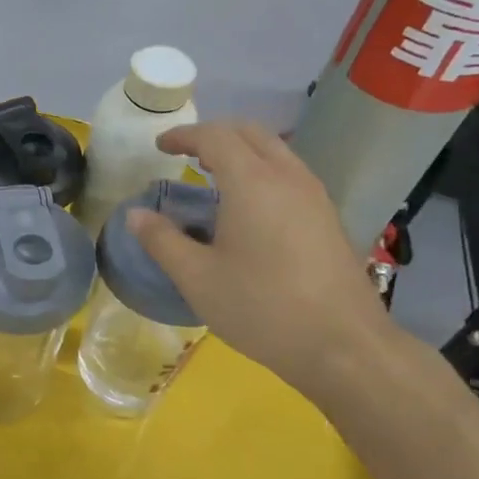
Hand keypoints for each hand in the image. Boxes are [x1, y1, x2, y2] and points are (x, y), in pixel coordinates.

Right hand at [126, 122, 391, 398]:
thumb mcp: (197, 278)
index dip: (184, 136)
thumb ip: (162, 241)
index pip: (215, 137)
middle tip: (185, 155)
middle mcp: (287, 177)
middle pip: (250, 133)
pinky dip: (261, 171)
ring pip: (276, 151)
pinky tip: (248, 208)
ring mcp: (315, 196)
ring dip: (241, 152)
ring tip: (213, 177)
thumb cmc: (261, 308)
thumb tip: (134, 215)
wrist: (343, 345)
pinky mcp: (328, 218)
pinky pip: (290, 174)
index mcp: (252, 183)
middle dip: (214, 135)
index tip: (160, 146)